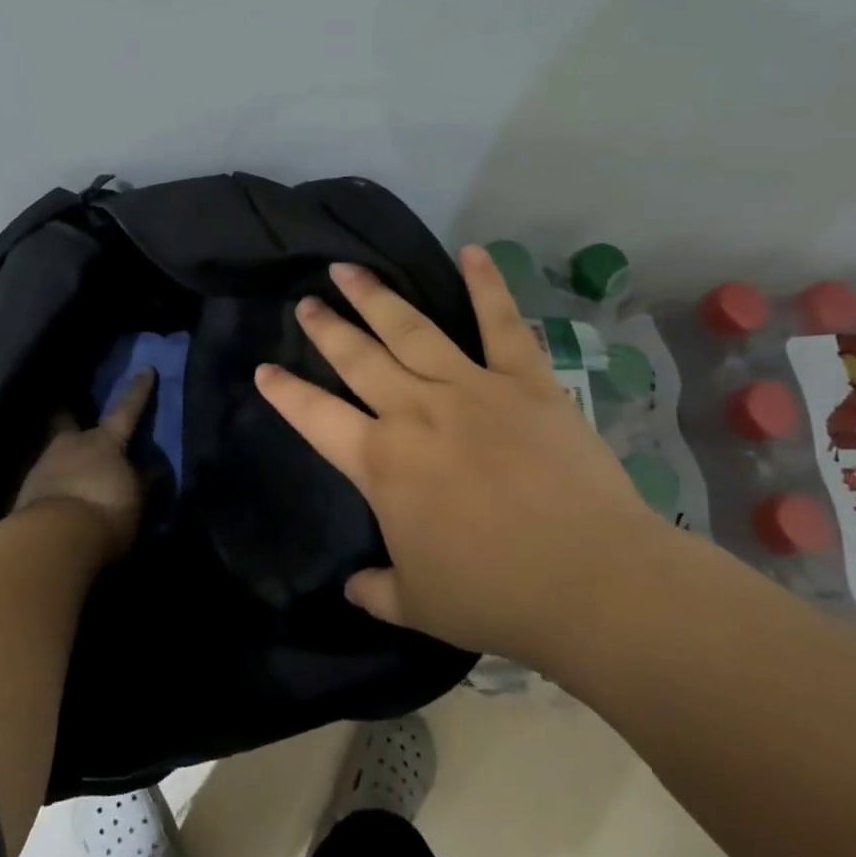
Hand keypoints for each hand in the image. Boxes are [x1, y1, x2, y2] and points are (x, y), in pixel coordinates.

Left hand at [11, 370, 153, 560]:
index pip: (127, 410)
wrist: (55, 539)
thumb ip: (140, 480)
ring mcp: (43, 465)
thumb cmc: (106, 510)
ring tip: (72, 479)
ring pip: (55, 455)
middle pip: (69, 424)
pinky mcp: (24, 492)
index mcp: (105, 441)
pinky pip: (44, 483)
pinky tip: (59, 501)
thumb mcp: (136, 498)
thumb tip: (146, 468)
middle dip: (71, 421)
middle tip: (74, 424)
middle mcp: (71, 444)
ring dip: (64, 464)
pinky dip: (54, 488)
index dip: (138, 391)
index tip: (146, 369)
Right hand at [255, 248, 665, 668]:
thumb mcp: (418, 604)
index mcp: (382, 463)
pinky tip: (471, 251)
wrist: (590, 581)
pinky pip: (501, 324)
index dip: (286, 393)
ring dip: (377, 298)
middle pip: (359, 358)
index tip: (265, 368)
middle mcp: (416, 412)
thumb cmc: (494, 595)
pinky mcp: (526, 382)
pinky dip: (487, 285)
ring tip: (350, 269)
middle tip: (307, 301)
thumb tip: (352, 587)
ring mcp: (471, 389)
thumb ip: (376, 590)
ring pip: (412, 330)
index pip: (316, 418)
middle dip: (327, 328)